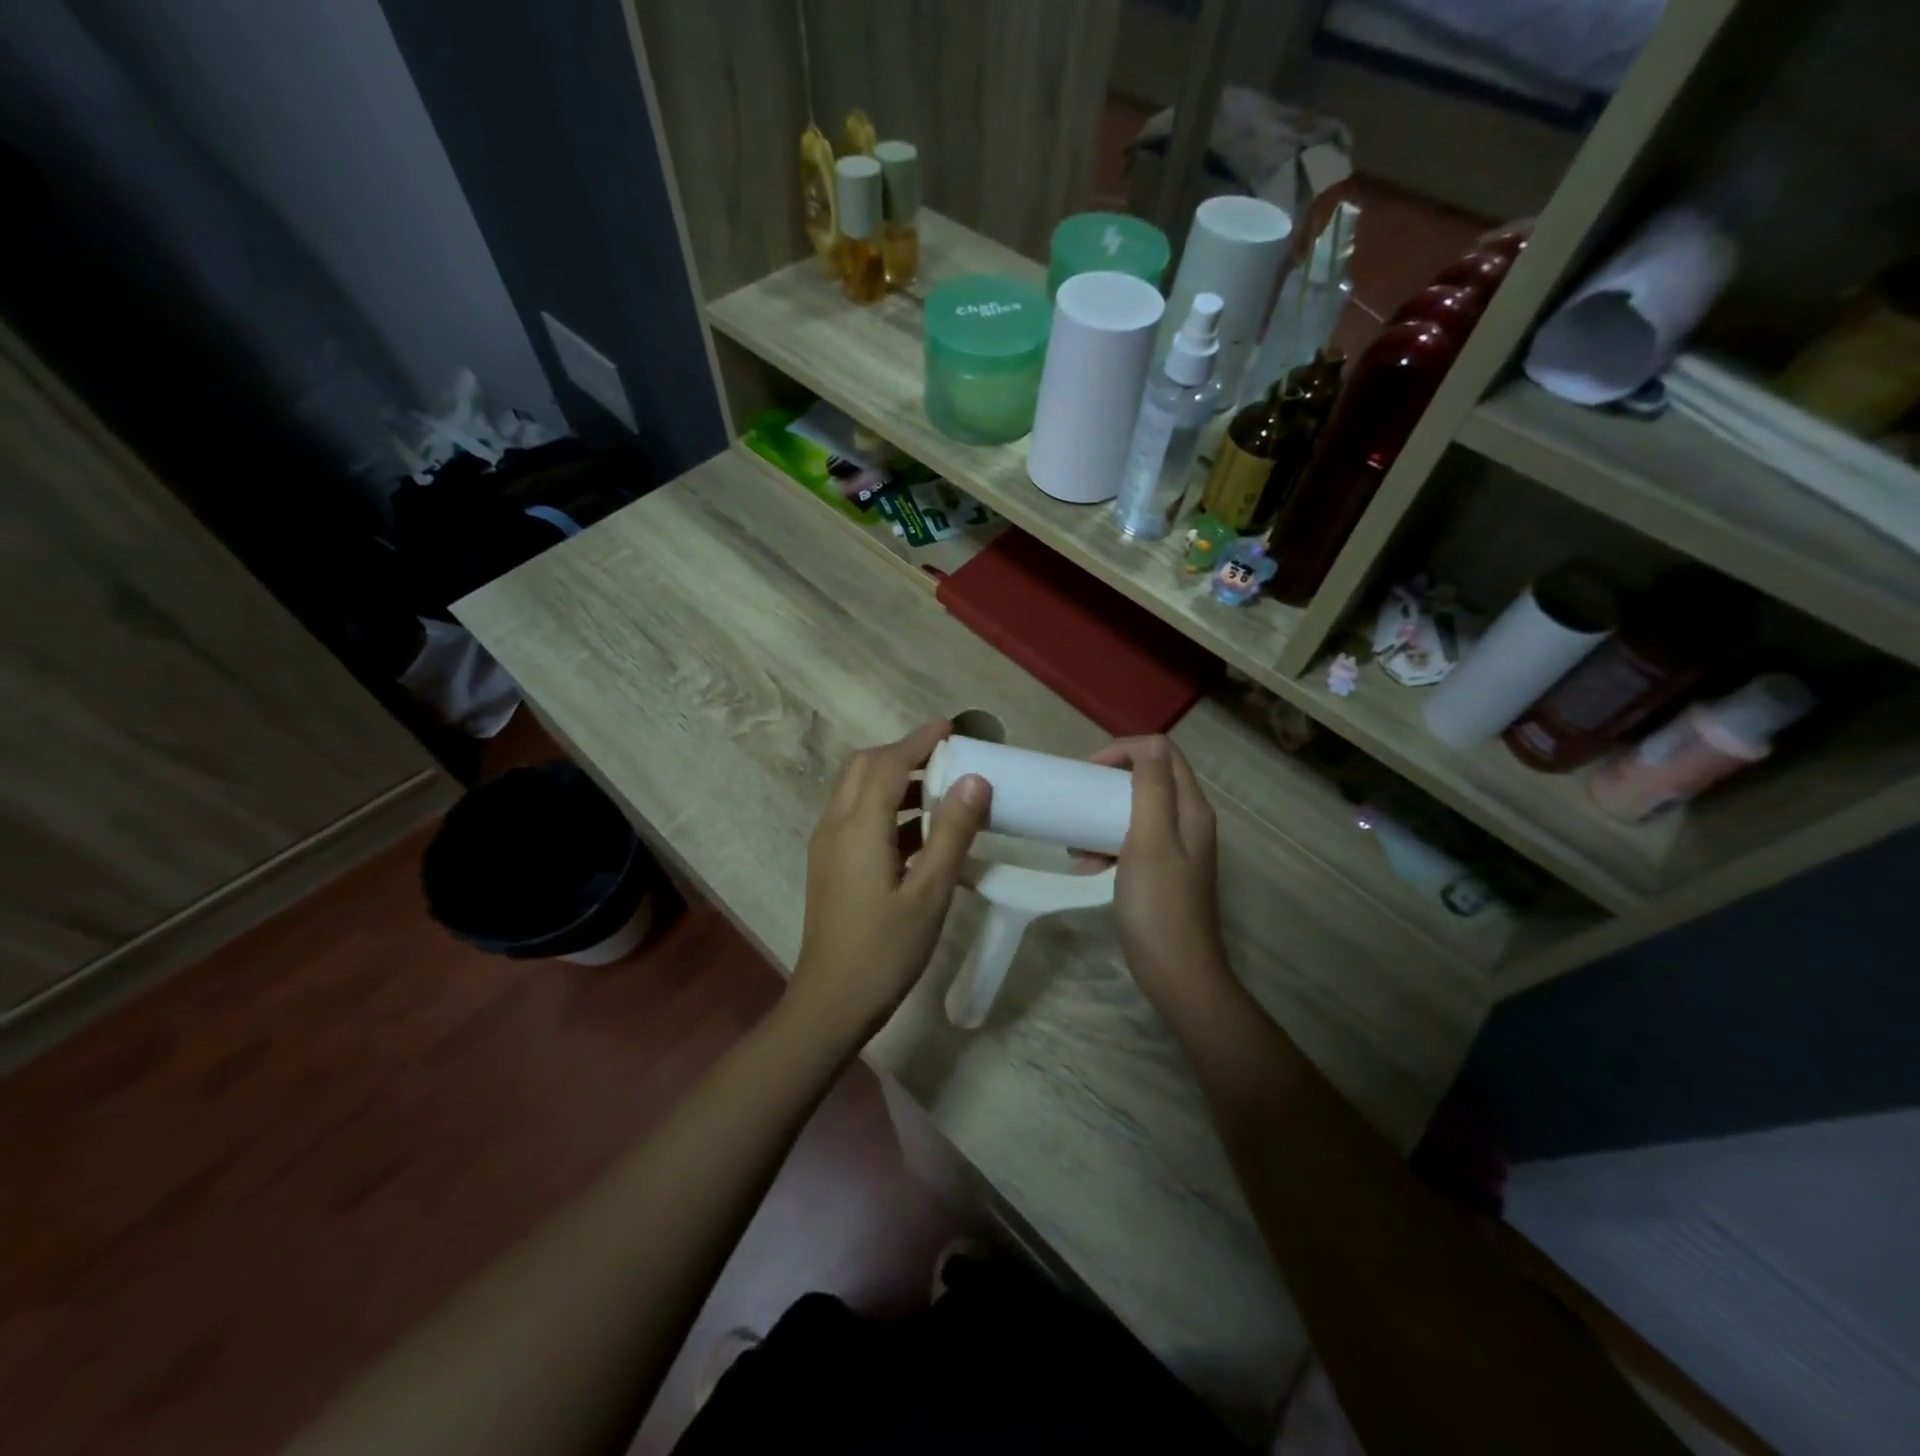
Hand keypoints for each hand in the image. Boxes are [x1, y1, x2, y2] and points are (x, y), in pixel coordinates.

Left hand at [788, 720, 990, 1043]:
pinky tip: (921, 833)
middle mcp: (835, 825)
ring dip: (895, 780)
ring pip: (857, 791)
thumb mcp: (930, 892)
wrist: (831, 1002)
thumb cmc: (885, 949)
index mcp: (859, 827)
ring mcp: (827, 845)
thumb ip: (952, 833)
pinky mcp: (829, 864)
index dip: (920, 741)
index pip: (888, 764)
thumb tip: (975, 780)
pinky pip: (856, 817)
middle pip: (865, 768)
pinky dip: (887, 808)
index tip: (952, 727)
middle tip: (946, 757)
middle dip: (904, 754)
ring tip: (942, 790)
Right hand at [1090, 736, 1229, 1012]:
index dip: (1123, 751)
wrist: (1176, 973)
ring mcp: (1178, 848)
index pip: (1161, 751)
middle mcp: (1189, 821)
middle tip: (1078, 799)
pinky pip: (1132, 840)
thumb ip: (1151, 788)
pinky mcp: (1163, 871)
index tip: (1088, 772)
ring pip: (1136, 810)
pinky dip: (1107, 845)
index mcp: (1191, 808)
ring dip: (1102, 817)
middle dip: (1108, 783)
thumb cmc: (1158, 904)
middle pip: (1149, 778)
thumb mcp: (1150, 839)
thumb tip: (1147, 744)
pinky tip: (1087, 867)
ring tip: (1077, 842)